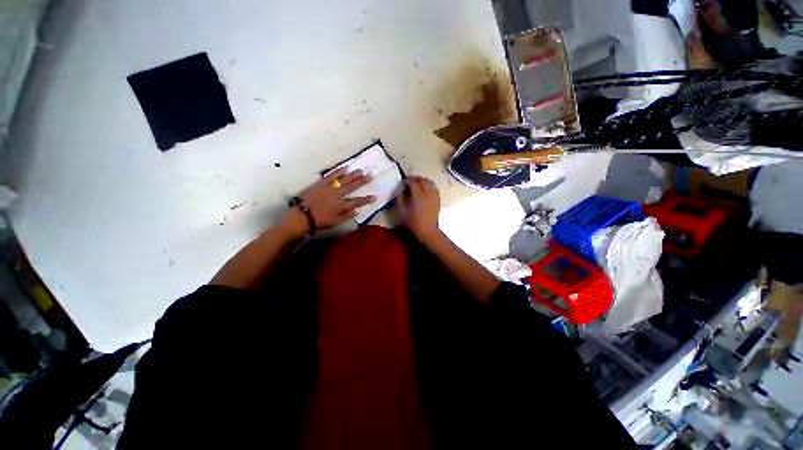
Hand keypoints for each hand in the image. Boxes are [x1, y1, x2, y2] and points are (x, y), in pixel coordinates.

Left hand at [291, 168, 375, 232]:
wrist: (302, 216)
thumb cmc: (319, 221)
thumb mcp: (335, 222)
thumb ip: (347, 216)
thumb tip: (357, 211)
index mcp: (341, 206)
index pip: (357, 202)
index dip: (366, 200)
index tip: (374, 197)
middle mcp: (337, 195)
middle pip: (351, 187)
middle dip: (361, 182)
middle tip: (370, 176)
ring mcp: (329, 188)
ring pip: (343, 180)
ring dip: (352, 175)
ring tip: (360, 171)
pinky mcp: (321, 184)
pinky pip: (331, 176)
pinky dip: (338, 172)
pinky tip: (344, 168)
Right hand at [396, 176, 440, 241]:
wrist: (427, 231)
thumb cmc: (413, 222)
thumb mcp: (402, 211)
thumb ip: (400, 199)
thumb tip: (400, 191)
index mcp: (418, 196)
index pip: (413, 182)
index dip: (407, 180)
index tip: (403, 182)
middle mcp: (428, 193)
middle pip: (423, 180)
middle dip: (416, 178)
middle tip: (409, 181)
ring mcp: (434, 196)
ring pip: (430, 182)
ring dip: (423, 181)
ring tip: (417, 183)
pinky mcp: (437, 200)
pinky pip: (434, 188)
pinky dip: (429, 185)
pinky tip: (425, 189)